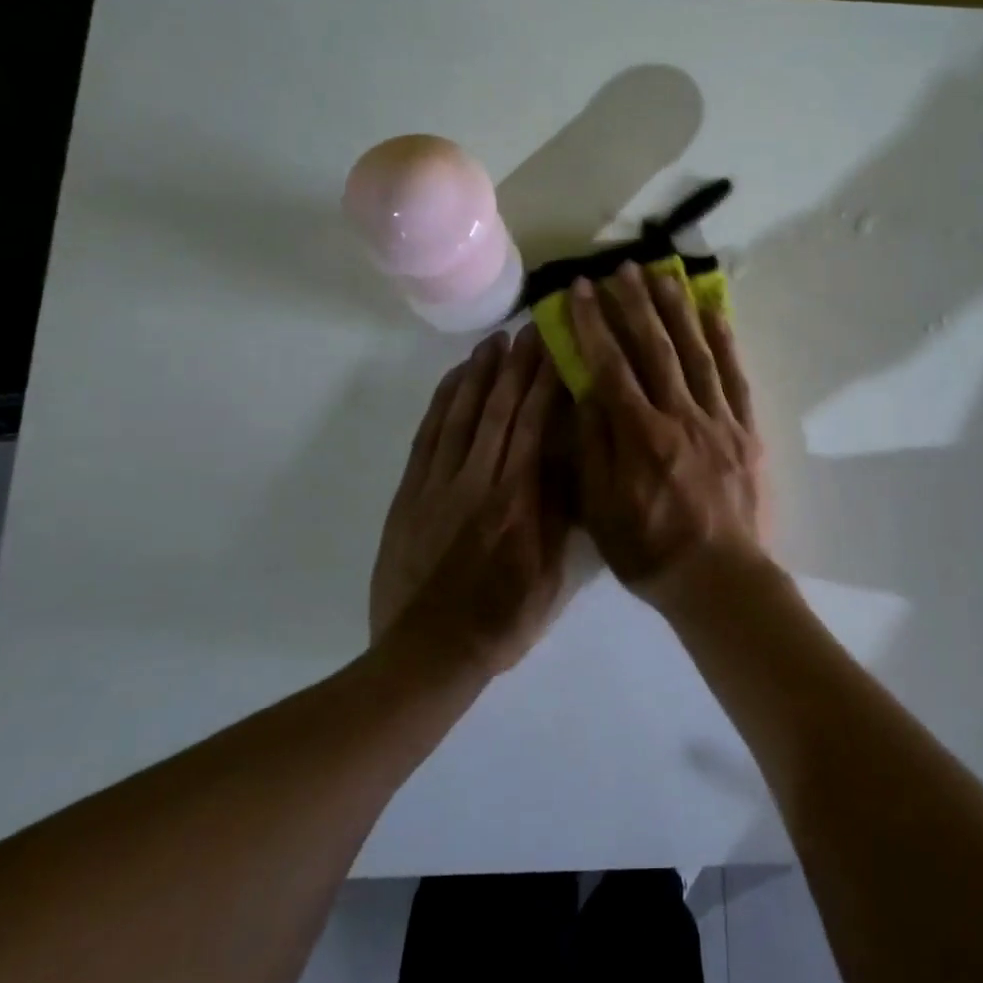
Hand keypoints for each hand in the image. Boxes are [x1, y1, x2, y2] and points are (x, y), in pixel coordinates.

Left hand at [370, 325, 571, 674]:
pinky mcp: (410, 494)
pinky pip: (428, 436)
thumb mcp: (551, 576)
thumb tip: (572, 460)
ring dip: (480, 374)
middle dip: (517, 365)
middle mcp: (478, 481)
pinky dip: (443, 403)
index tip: (557, 348)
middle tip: (530, 329)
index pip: (536, 426)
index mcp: (517, 501)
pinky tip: (455, 381)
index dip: (546, 382)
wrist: (428, 653)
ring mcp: (438, 485)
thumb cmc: (502, 620)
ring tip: (495, 342)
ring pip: (463, 415)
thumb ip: (560, 515)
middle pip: (500, 410)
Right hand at [566, 262, 769, 612]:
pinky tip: (715, 314)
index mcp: (640, 435)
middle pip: (655, 348)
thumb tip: (584, 390)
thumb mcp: (602, 510)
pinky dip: (724, 343)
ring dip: (678, 311)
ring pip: (696, 353)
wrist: (720, 579)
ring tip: (663, 275)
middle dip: (635, 304)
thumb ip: (594, 447)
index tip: (580, 290)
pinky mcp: (745, 430)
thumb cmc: (651, 551)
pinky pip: (734, 378)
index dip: (594, 324)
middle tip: (621, 268)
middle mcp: (680, 416)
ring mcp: (718, 420)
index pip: (611, 365)